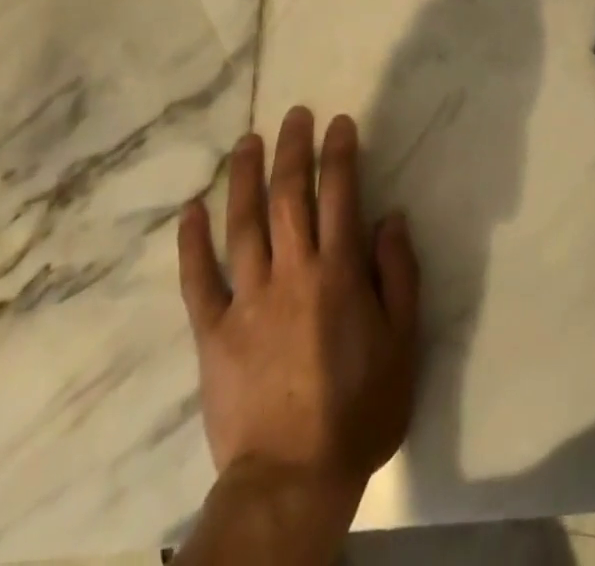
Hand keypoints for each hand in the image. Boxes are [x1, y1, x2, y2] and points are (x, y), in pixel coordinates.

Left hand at [178, 107, 420, 515]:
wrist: (293, 480)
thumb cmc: (358, 410)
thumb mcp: (403, 344)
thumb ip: (399, 275)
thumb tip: (391, 217)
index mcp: (337, 272)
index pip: (339, 194)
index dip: (339, 153)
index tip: (338, 123)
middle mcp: (291, 271)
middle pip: (289, 195)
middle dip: (293, 149)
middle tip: (294, 115)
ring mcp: (247, 298)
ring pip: (242, 223)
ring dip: (245, 176)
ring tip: (248, 140)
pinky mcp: (212, 330)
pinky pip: (198, 279)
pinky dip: (191, 243)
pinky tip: (191, 210)